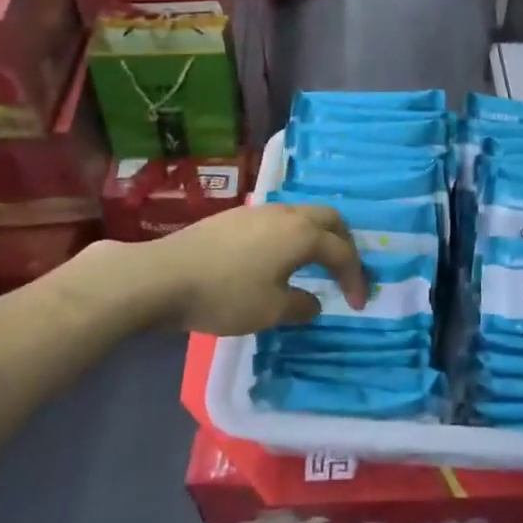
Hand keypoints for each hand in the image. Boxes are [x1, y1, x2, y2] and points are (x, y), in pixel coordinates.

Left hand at [139, 203, 368, 334]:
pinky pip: (280, 220)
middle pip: (330, 219)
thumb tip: (314, 301)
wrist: (164, 276)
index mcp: (302, 234)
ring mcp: (259, 211)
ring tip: (315, 264)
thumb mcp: (270, 311)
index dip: (356, 277)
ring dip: (317, 237)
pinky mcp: (236, 216)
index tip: (359, 304)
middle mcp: (287, 214)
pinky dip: (293, 236)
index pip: (342, 251)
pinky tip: (278, 258)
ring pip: (303, 215)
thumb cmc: (225, 295)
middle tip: (346, 270)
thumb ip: (301, 306)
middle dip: (344, 243)